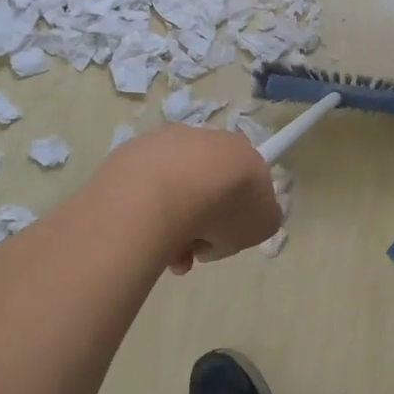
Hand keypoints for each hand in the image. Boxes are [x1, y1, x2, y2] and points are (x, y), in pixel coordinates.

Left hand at [98, 125, 281, 272]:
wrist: (161, 194)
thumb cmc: (223, 207)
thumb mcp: (264, 224)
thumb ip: (262, 218)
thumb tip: (239, 221)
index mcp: (241, 150)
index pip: (244, 181)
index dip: (236, 213)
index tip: (222, 237)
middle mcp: (205, 138)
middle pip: (207, 187)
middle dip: (201, 223)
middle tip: (191, 253)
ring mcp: (164, 143)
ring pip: (173, 190)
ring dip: (172, 224)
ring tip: (165, 255)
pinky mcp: (129, 153)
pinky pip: (143, 190)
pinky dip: (145, 213)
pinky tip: (143, 236)